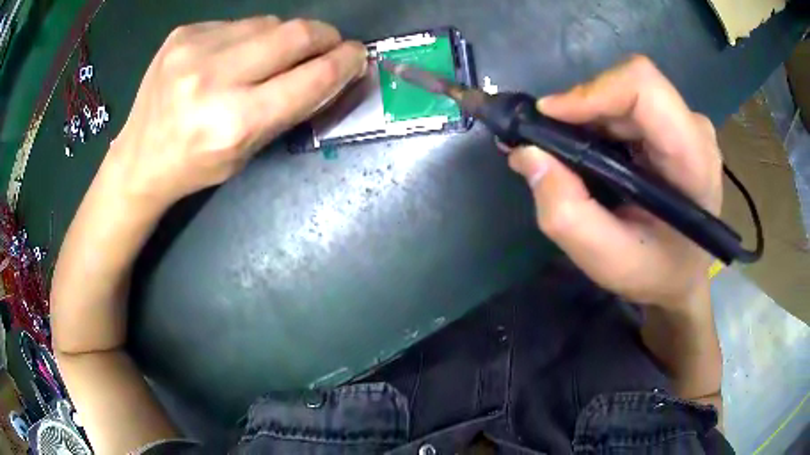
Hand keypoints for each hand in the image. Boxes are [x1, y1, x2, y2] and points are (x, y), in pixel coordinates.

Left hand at [108, 17, 366, 208]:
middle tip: (329, 45)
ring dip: (284, 36)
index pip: (311, 78)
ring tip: (272, 56)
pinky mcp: (183, 33)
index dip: (345, 63)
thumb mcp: (248, 152)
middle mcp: (214, 79)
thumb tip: (328, 71)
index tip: (356, 56)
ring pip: (269, 22)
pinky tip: (232, 56)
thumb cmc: (195, 165)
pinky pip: (237, 23)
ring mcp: (194, 50)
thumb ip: (289, 108)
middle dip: (324, 36)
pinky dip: (248, 36)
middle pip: (295, 34)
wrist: (139, 158)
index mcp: (234, 122)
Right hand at [508, 56, 721, 308]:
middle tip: (547, 144)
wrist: (682, 274)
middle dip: (581, 109)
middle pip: (628, 86)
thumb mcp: (607, 260)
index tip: (549, 117)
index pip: (644, 87)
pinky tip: (588, 151)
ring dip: (587, 117)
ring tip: (565, 153)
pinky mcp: (673, 125)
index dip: (593, 91)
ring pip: (624, 92)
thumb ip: (566, 213)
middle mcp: (693, 129)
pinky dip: (598, 122)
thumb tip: (527, 154)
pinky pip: (627, 104)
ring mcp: (684, 124)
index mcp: (693, 159)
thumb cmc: (655, 272)